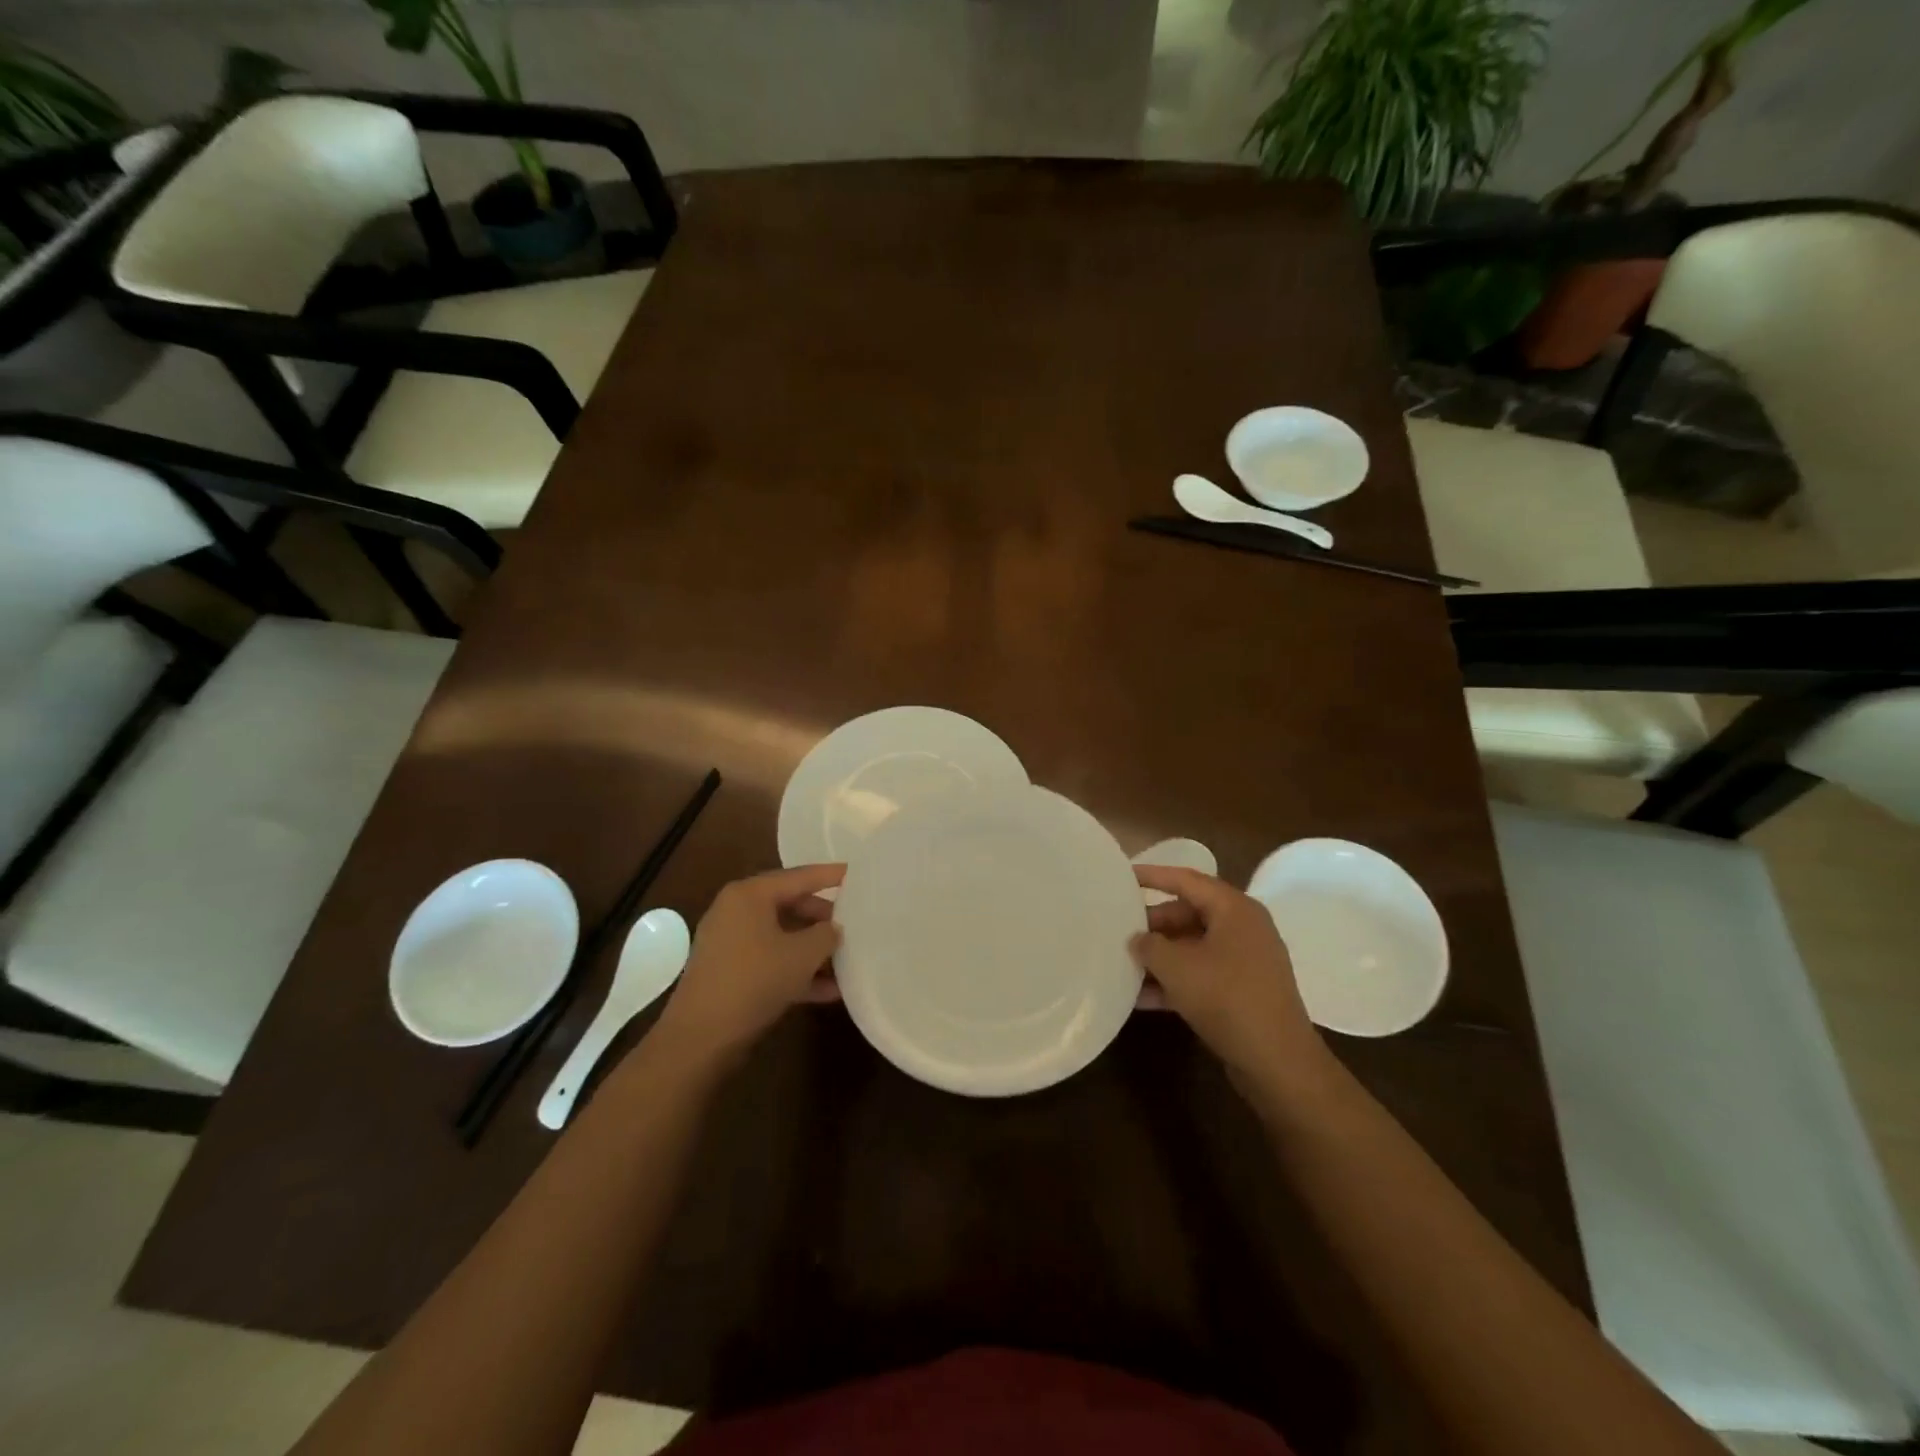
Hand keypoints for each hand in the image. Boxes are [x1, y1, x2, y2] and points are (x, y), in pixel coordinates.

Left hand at [654, 864, 843, 1065]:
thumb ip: (826, 935)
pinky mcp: (729, 972)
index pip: (799, 877)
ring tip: (848, 960)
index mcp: (750, 895)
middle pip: (790, 905)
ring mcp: (730, 943)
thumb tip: (834, 929)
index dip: (830, 875)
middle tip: (854, 923)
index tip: (856, 872)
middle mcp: (736, 911)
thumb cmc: (754, 980)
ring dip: (813, 950)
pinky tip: (828, 990)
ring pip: (782, 936)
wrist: (700, 1038)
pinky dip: (796, 970)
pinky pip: (771, 961)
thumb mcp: (802, 955)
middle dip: (823, 918)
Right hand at [1131, 865, 1329, 1091]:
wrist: (1277, 1062)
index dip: (1152, 875)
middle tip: (1120, 932)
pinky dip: (1175, 981)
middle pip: (1188, 913)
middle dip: (1153, 925)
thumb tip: (1138, 939)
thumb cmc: (1226, 998)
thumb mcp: (1176, 967)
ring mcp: (1246, 961)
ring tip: (1124, 965)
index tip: (1122, 876)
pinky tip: (1142, 998)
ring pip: (1193, 947)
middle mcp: (1244, 928)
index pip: (1186, 879)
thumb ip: (1149, 945)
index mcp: (1234, 909)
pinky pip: (1202, 974)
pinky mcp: (1243, 991)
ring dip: (1161, 957)